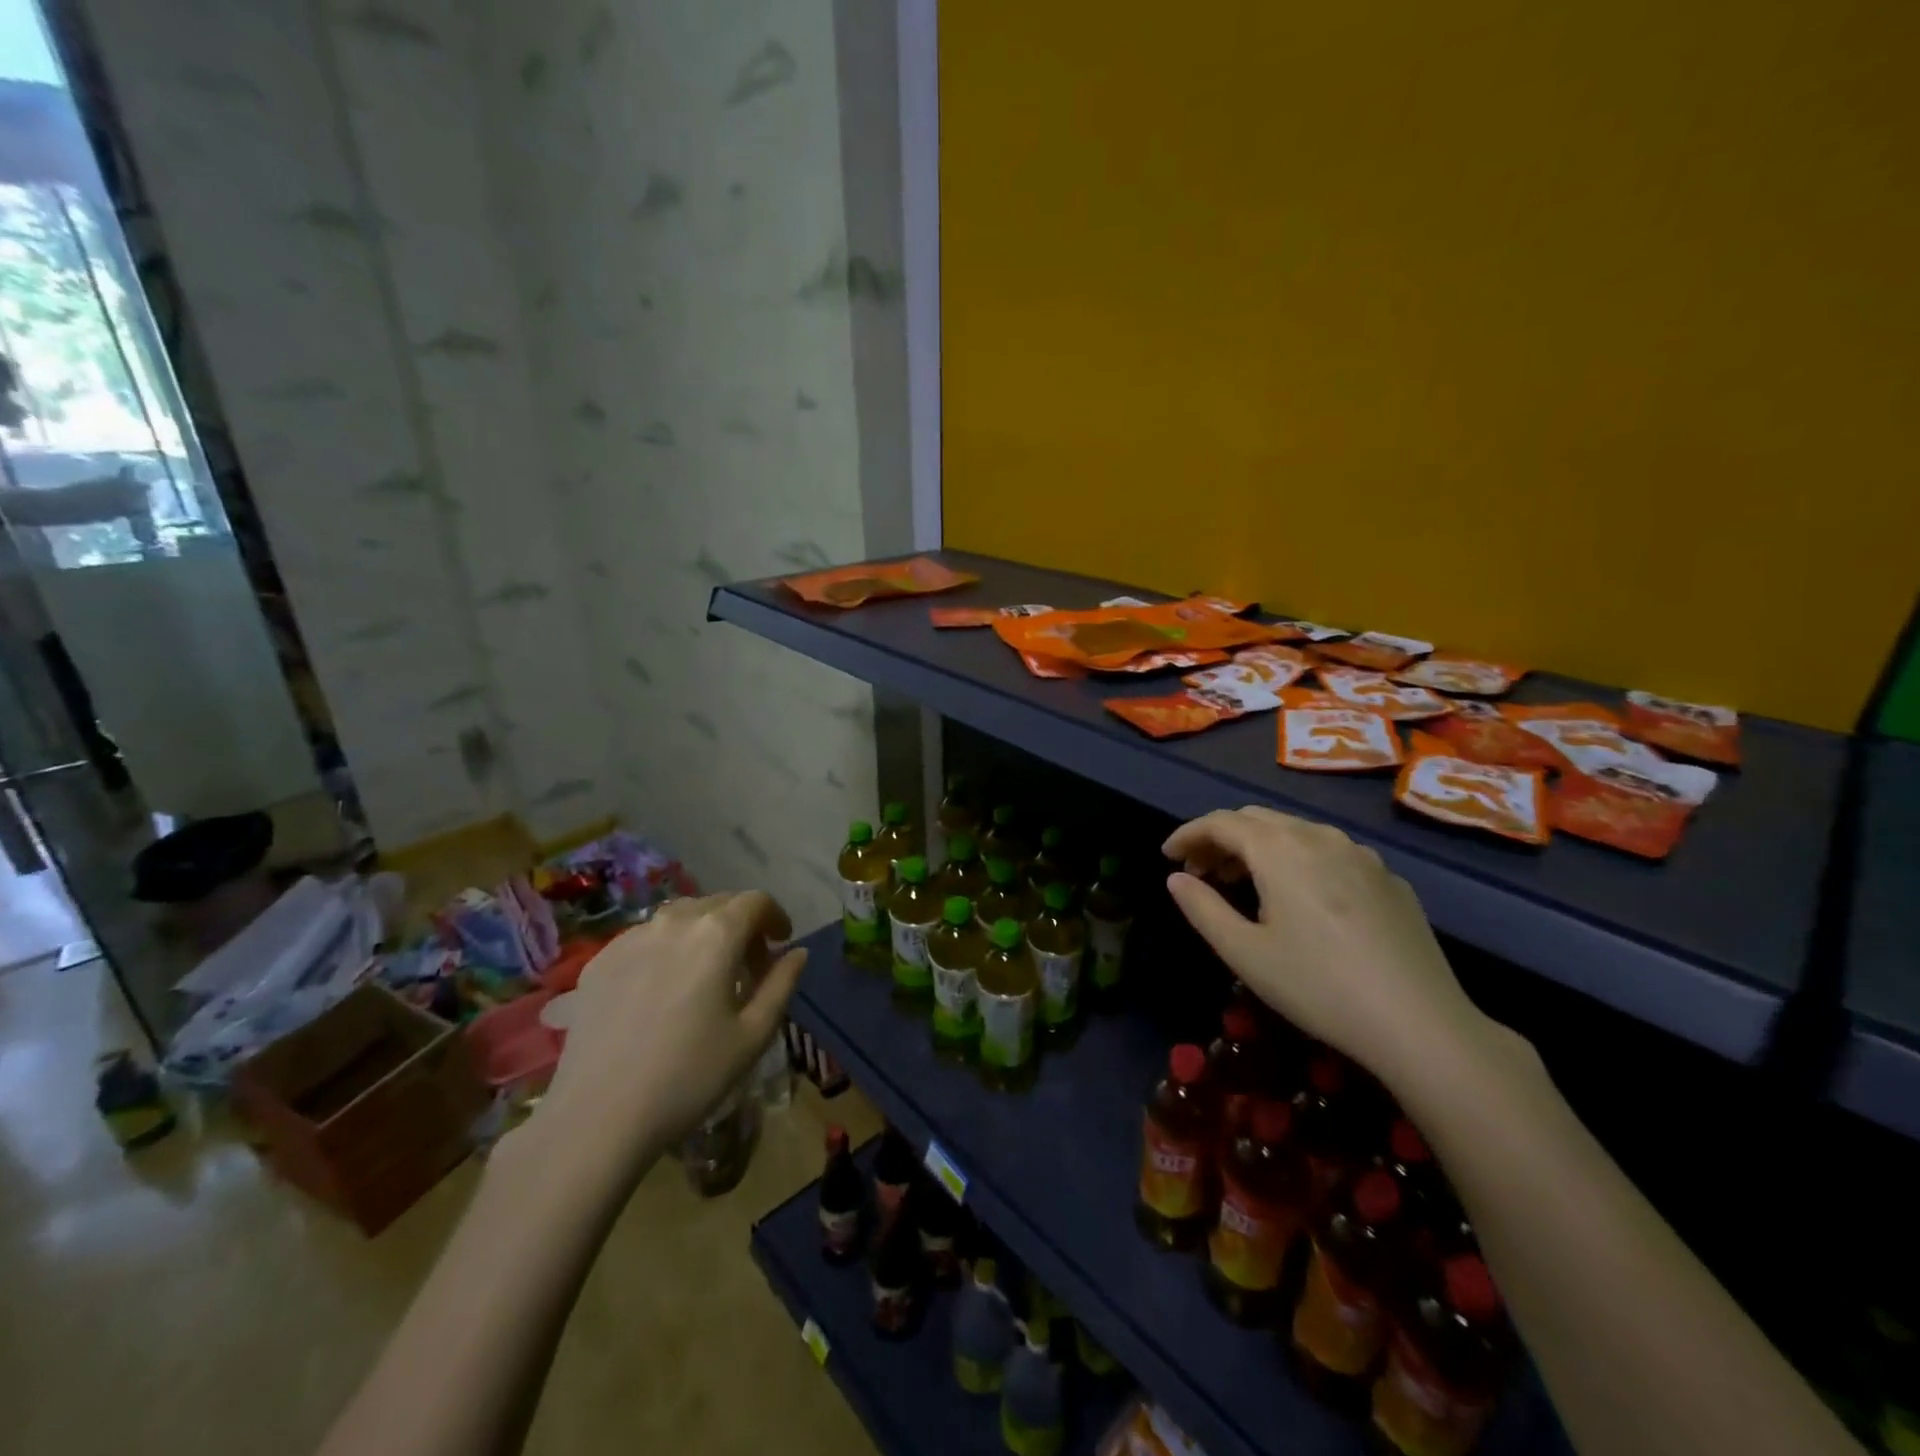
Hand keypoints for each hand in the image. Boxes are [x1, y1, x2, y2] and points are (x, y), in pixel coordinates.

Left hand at [538, 891, 805, 1174]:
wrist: (597, 1117)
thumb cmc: (689, 1077)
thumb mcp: (753, 1035)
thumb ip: (782, 984)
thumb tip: (797, 952)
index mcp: (716, 934)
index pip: (756, 901)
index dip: (775, 916)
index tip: (781, 942)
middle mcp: (673, 922)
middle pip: (718, 903)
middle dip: (741, 924)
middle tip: (748, 965)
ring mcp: (630, 938)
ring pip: (680, 916)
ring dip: (703, 932)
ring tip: (705, 973)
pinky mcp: (599, 960)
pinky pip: (645, 937)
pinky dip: (666, 948)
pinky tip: (663, 989)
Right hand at [1163, 807, 1498, 1091]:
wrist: (1422, 1023)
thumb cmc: (1319, 986)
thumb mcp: (1245, 953)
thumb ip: (1202, 909)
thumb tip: (1176, 880)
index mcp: (1280, 849)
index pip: (1221, 822)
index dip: (1188, 834)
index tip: (1167, 856)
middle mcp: (1320, 837)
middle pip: (1257, 819)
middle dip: (1220, 838)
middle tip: (1199, 872)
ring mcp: (1360, 855)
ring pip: (1295, 832)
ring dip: (1258, 847)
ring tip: (1241, 882)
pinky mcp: (1388, 878)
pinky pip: (1329, 853)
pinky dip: (1297, 860)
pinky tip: (1299, 899)